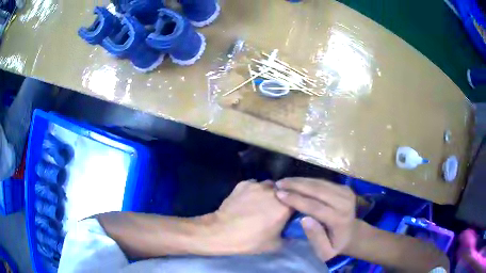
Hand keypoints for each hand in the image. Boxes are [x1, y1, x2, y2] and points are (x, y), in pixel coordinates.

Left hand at [209, 180, 292, 254]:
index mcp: (285, 206)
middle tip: (275, 209)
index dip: (295, 206)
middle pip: (284, 191)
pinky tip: (248, 200)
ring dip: (268, 193)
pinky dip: (254, 191)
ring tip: (261, 203)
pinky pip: (254, 185)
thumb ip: (290, 237)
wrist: (222, 231)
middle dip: (282, 198)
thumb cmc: (251, 240)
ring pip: (269, 185)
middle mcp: (274, 191)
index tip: (291, 213)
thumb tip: (295, 232)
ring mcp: (257, 185)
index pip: (298, 201)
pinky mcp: (243, 183)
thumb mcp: (276, 245)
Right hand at [275, 177, 356, 260]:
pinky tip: (296, 182)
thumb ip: (315, 237)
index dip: (296, 199)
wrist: (352, 234)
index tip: (279, 194)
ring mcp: (346, 193)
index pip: (315, 206)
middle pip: (318, 190)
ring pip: (320, 183)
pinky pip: (323, 182)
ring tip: (284, 181)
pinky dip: (308, 181)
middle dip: (296, 185)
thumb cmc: (335, 245)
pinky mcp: (344, 188)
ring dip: (301, 181)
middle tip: (278, 183)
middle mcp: (345, 202)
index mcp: (339, 219)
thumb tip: (304, 219)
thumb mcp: (324, 251)